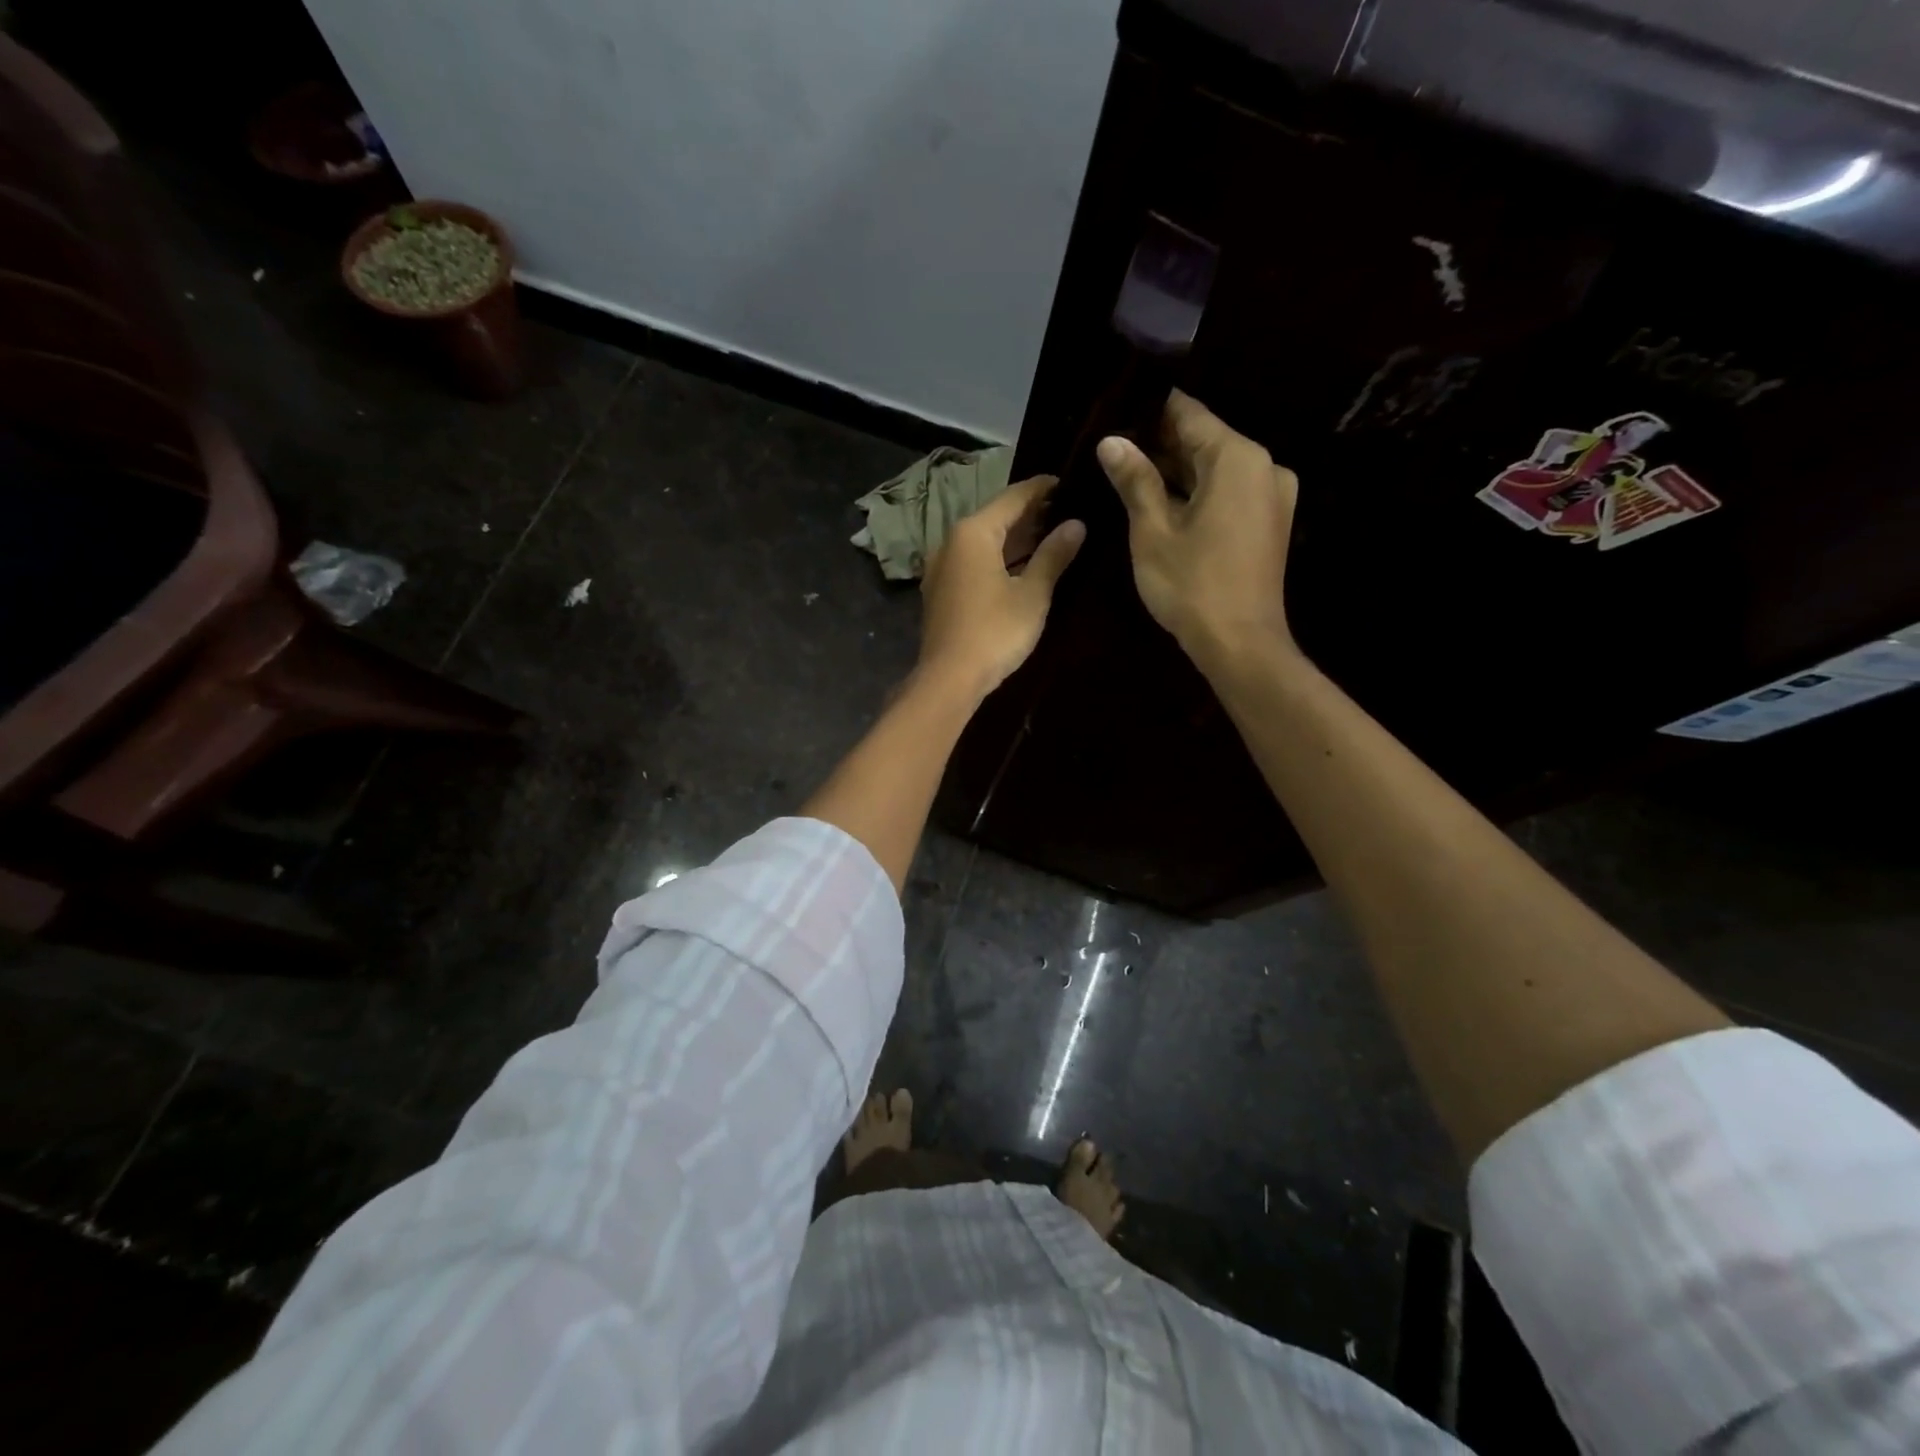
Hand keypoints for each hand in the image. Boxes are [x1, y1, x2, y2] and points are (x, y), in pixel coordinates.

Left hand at [918, 475, 1085, 698]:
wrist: (949, 679)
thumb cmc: (995, 632)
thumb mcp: (1032, 593)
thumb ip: (1054, 555)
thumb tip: (1076, 524)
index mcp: (973, 533)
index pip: (1013, 497)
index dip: (1043, 489)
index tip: (1070, 483)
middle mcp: (951, 542)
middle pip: (996, 518)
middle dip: (1031, 515)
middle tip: (1068, 512)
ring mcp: (942, 568)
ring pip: (984, 542)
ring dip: (1015, 539)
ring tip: (1053, 537)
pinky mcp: (941, 592)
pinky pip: (974, 563)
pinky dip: (999, 559)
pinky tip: (1023, 567)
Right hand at [1096, 390, 1299, 670]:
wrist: (1240, 644)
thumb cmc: (1191, 585)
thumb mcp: (1153, 530)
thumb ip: (1135, 480)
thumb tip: (1112, 441)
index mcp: (1237, 458)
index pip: (1188, 414)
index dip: (1150, 410)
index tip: (1116, 412)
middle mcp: (1264, 466)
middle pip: (1205, 439)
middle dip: (1161, 443)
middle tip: (1114, 449)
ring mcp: (1272, 494)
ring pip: (1216, 467)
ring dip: (1178, 470)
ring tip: (1130, 474)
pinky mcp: (1270, 521)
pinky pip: (1229, 491)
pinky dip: (1199, 492)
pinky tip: (1164, 502)